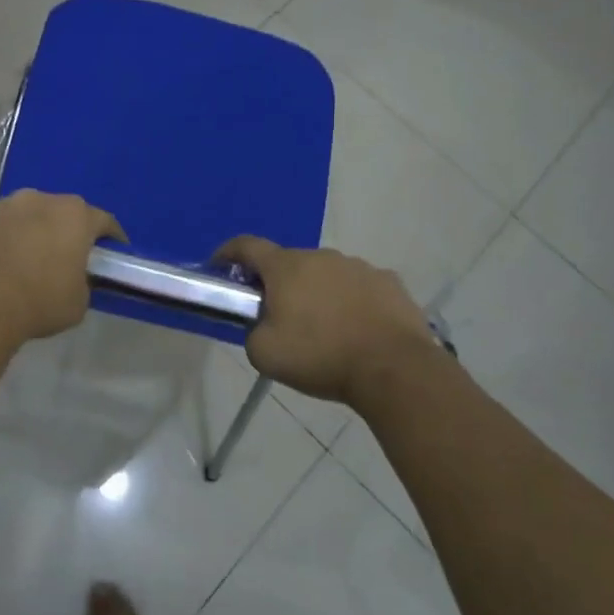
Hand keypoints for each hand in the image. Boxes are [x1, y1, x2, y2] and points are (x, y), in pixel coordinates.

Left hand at [0, 191, 123, 344]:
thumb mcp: (78, 301)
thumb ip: (83, 281)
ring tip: (31, 257)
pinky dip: (8, 238)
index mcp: (76, 216)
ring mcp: (8, 204)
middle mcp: (44, 199)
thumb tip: (73, 278)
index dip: (112, 238)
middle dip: (69, 230)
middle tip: (69, 255)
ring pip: (31, 215)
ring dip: (35, 230)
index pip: (104, 221)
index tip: (114, 253)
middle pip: (65, 212)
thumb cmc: (39, 300)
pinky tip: (4, 260)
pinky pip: (4, 225)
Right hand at [217, 236, 442, 404]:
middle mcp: (321, 256)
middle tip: (279, 316)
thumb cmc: (321, 356)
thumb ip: (253, 331)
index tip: (219, 267)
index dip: (228, 253)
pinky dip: (352, 303)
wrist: (394, 368)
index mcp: (286, 267)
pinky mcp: (390, 283)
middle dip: (279, 284)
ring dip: (318, 293)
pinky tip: (358, 331)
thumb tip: (263, 325)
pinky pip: (360, 288)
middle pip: (290, 263)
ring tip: (325, 330)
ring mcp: (359, 266)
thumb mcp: (264, 354)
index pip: (247, 246)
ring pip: (327, 275)